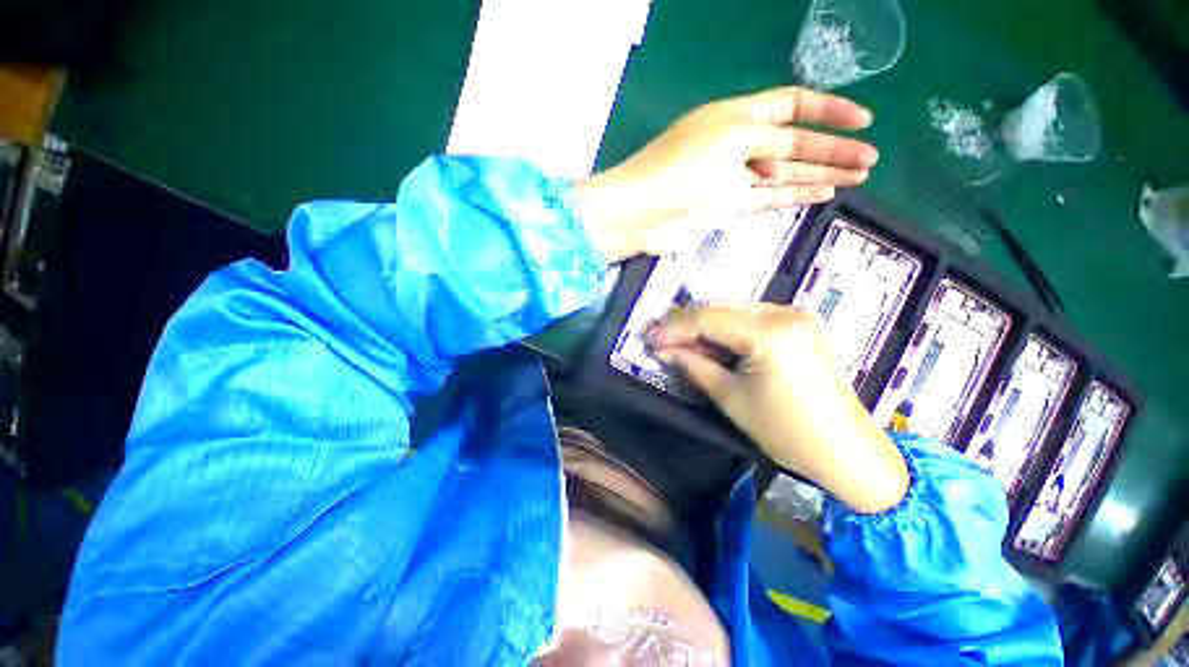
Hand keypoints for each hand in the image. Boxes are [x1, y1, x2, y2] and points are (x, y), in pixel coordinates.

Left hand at [573, 87, 877, 261]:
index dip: (828, 110)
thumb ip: (768, 142)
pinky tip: (821, 194)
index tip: (864, 120)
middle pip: (794, 142)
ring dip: (820, 173)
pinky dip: (793, 195)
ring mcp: (731, 178)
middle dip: (832, 149)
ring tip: (859, 177)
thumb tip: (784, 158)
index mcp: (737, 115)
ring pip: (784, 172)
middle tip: (871, 159)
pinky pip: (767, 197)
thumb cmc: (681, 167)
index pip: (791, 104)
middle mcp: (737, 144)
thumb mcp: (732, 137)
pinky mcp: (725, 206)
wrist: (642, 212)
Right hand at [649, 304, 907, 513]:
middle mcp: (786, 313)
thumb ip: (694, 365)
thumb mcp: (731, 398)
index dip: (674, 327)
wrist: (846, 452)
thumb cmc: (785, 431)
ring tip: (680, 341)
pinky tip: (711, 341)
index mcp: (771, 333)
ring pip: (735, 309)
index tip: (649, 338)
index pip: (708, 318)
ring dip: (705, 324)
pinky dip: (727, 328)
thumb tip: (664, 349)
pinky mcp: (802, 325)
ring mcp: (798, 315)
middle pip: (721, 307)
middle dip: (686, 322)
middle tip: (660, 337)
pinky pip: (752, 317)